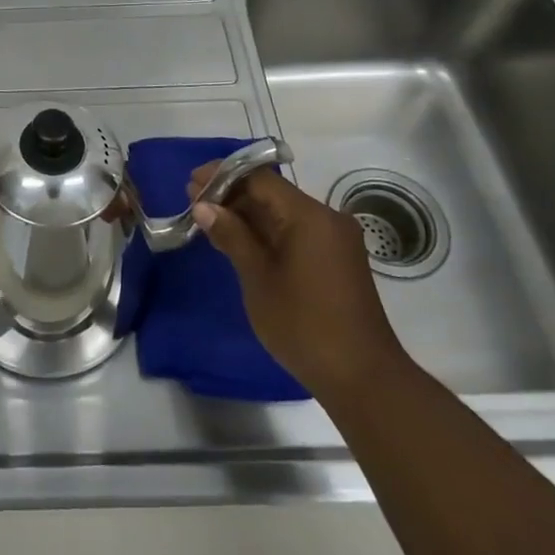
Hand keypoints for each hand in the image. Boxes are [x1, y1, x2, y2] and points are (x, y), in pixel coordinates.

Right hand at [189, 164, 407, 401]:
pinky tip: (239, 241)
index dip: (223, 176)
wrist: (363, 378)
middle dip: (233, 195)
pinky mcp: (336, 260)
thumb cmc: (304, 324)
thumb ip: (231, 235)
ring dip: (248, 215)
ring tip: (209, 222)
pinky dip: (267, 233)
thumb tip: (203, 205)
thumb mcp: (258, 278)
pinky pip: (296, 232)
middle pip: (272, 193)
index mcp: (309, 216)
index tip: (191, 183)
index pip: (260, 178)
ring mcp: (335, 240)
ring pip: (283, 213)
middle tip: (194, 203)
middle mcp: (326, 218)